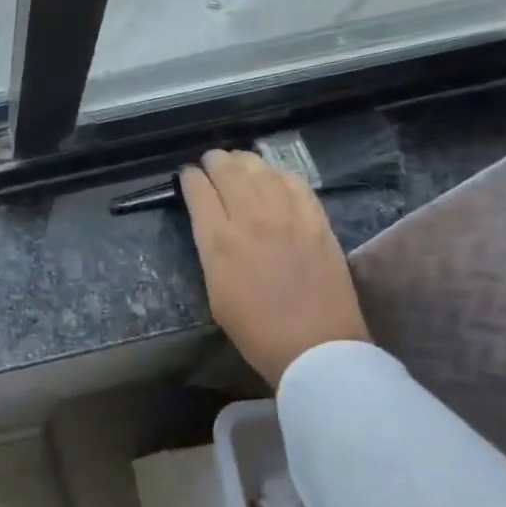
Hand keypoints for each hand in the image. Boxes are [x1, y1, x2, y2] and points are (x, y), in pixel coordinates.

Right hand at [180, 150, 370, 386]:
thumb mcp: (215, 292)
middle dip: (216, 162)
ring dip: (247, 161)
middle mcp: (251, 221)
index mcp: (219, 243)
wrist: (314, 347)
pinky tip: (276, 175)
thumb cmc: (255, 331)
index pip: (199, 193)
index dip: (190, 179)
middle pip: (229, 174)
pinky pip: (297, 186)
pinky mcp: (317, 223)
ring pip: (263, 173)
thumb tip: (214, 230)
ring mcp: (288, 218)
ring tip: (240, 159)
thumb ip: (213, 254)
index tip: (188, 175)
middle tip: (211, 159)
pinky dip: (281, 175)